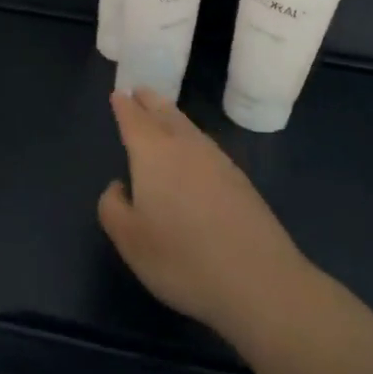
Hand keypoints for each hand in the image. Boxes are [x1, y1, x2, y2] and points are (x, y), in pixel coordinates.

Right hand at [98, 88, 309, 340]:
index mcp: (152, 153)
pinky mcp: (240, 181)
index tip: (118, 93)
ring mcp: (218, 161)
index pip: (134, 119)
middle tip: (140, 91)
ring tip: (163, 114)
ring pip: (189, 127)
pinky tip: (194, 152)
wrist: (259, 282)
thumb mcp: (129, 240)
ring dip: (172, 116)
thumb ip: (113, 206)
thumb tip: (120, 186)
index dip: (124, 106)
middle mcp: (185, 147)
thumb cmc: (181, 259)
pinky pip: (206, 146)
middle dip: (150, 101)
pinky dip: (193, 138)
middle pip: (165, 114)